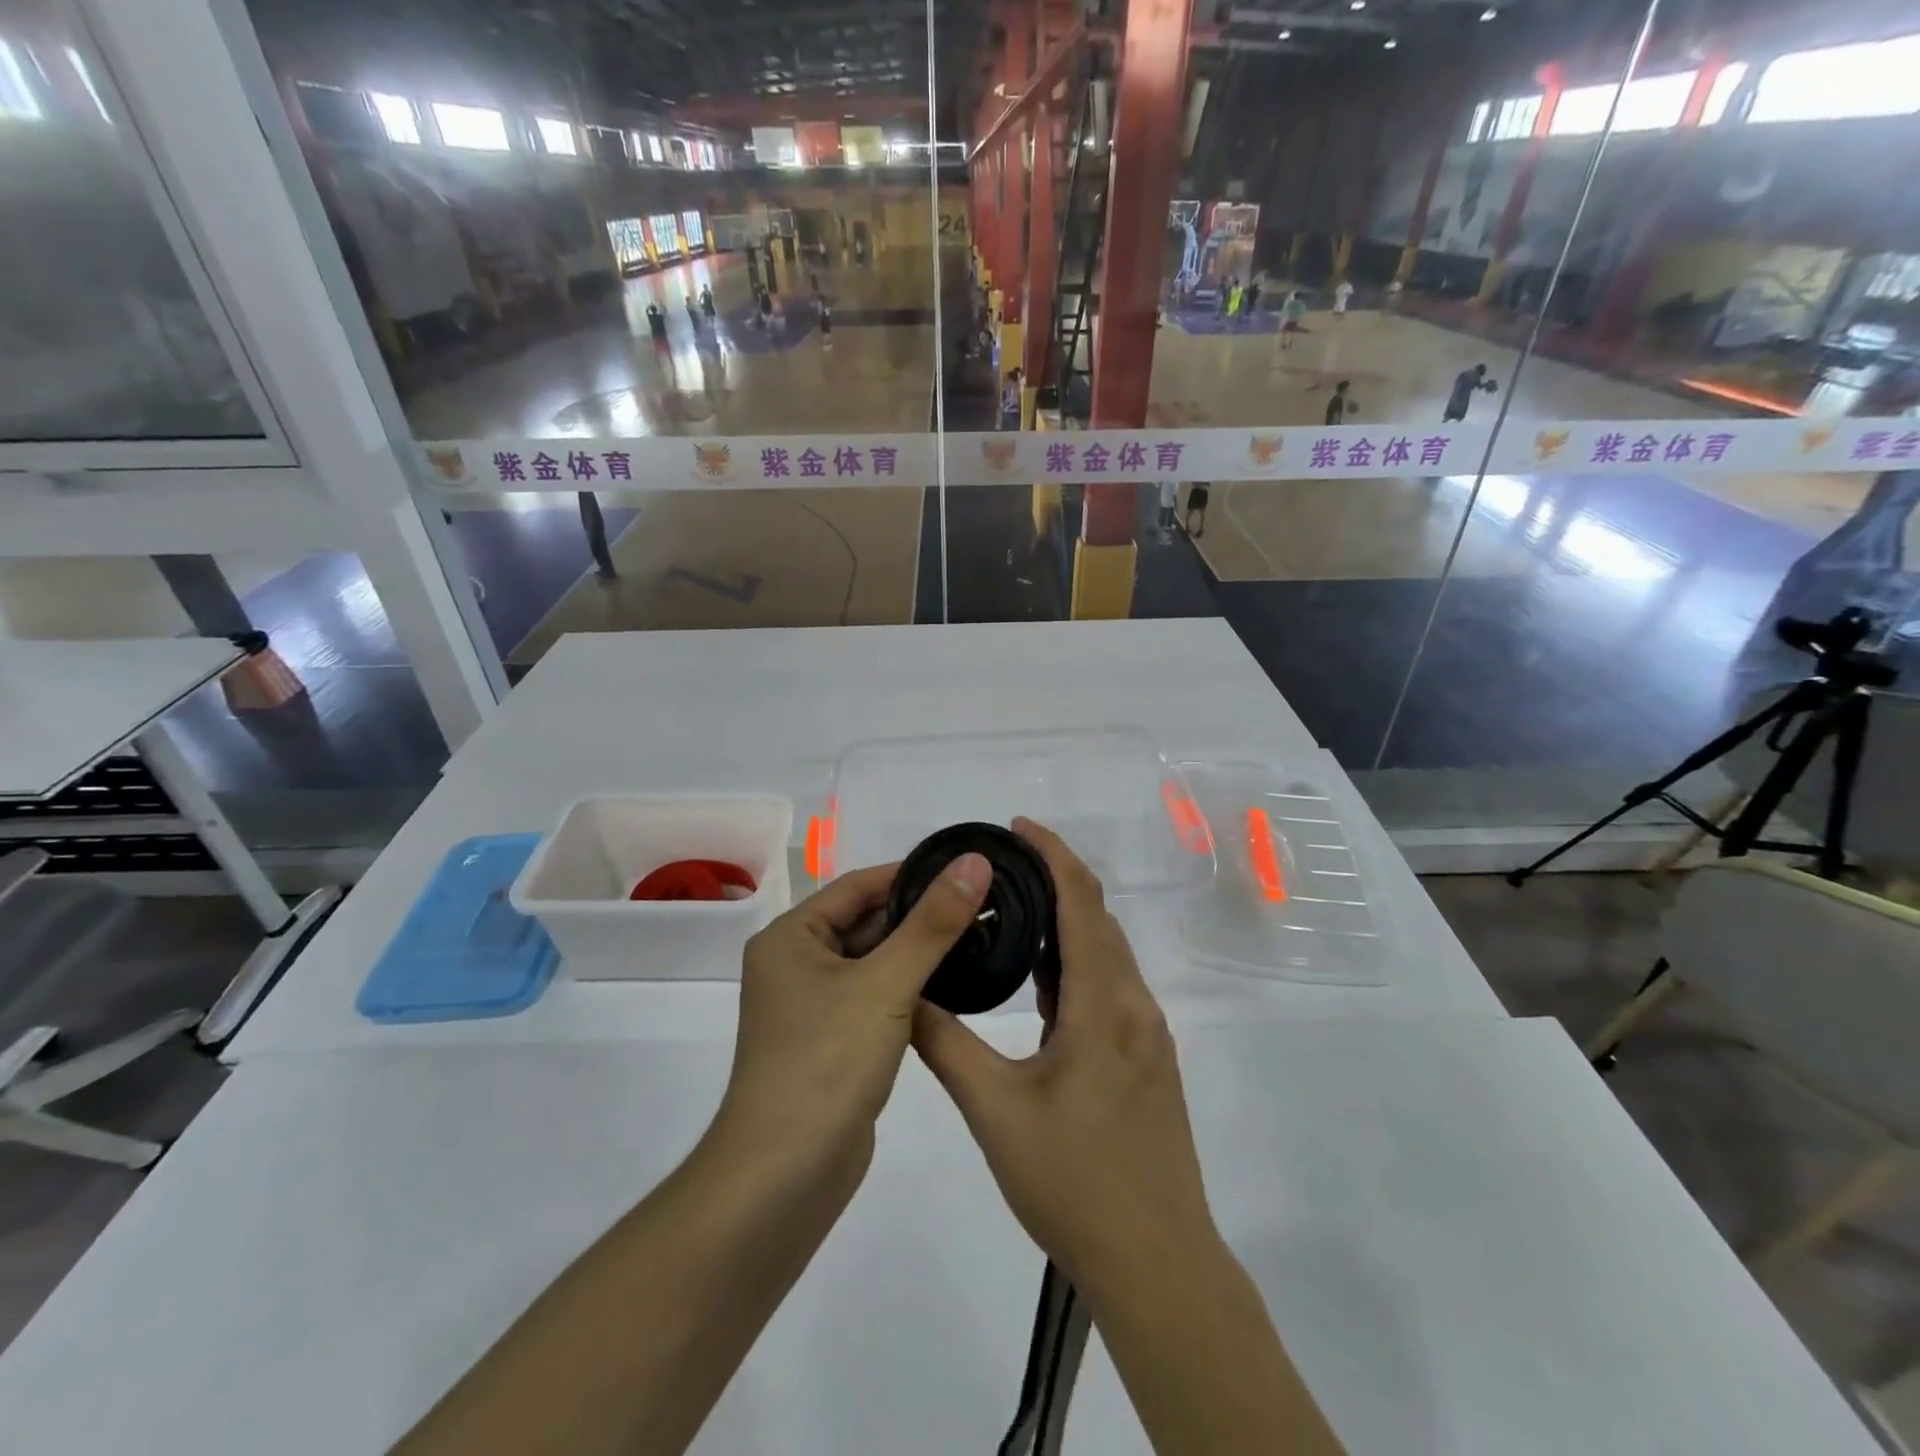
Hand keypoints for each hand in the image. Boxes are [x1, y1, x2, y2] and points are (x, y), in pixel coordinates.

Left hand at [715, 853, 991, 1174]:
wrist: (784, 1178)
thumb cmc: (826, 1063)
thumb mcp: (885, 984)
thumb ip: (932, 923)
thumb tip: (975, 861)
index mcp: (791, 937)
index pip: (859, 885)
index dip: (912, 874)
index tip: (966, 868)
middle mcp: (796, 963)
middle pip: (867, 922)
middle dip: (920, 915)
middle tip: (984, 904)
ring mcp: (814, 1006)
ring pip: (875, 962)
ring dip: (919, 953)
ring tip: (980, 936)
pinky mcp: (833, 1041)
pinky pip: (876, 997)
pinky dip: (910, 989)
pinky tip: (955, 985)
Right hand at [911, 819, 1215, 1291]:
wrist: (1157, 1262)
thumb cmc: (1074, 1183)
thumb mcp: (994, 1111)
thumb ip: (946, 1044)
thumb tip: (908, 994)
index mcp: (1103, 1003)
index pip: (1081, 902)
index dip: (1052, 854)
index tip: (1017, 826)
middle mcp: (1133, 1005)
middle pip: (1098, 918)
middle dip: (1055, 880)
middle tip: (1000, 867)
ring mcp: (1146, 1034)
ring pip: (1106, 954)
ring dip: (1066, 922)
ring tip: (1011, 912)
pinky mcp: (1146, 1060)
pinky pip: (1110, 987)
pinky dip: (1076, 963)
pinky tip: (1041, 980)